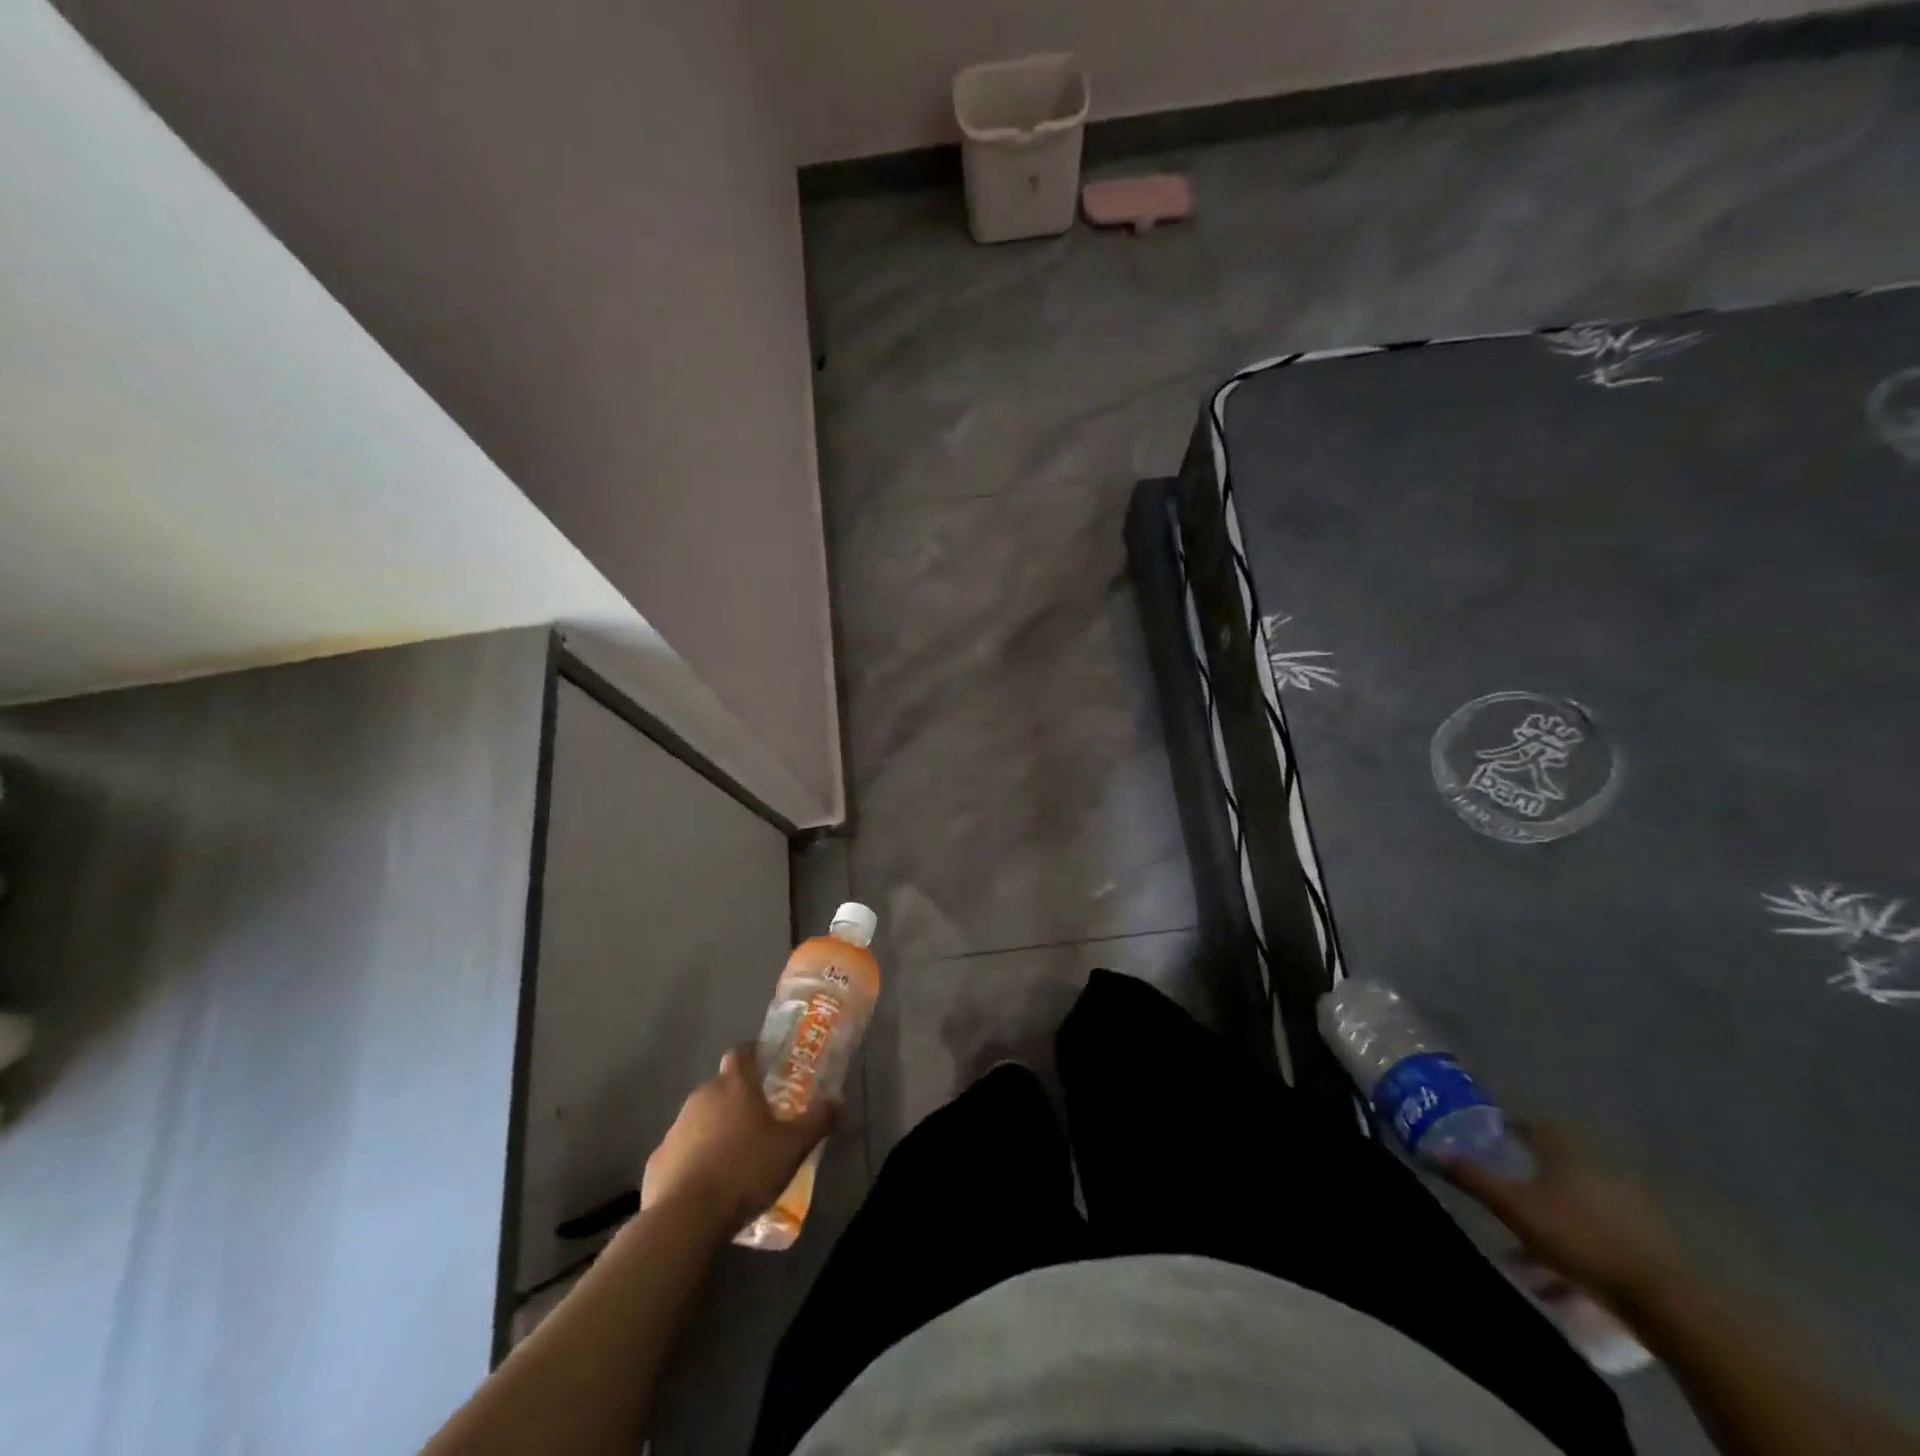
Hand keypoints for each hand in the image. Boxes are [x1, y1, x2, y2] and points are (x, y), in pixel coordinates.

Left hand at [641, 1045, 838, 1232]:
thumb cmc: (745, 1171)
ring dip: (715, 1130)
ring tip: (735, 1158)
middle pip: (721, 1087)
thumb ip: (817, 1121)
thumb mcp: (793, 1147)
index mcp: (735, 1086)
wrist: (685, 1219)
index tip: (766, 1066)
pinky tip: (708, 1185)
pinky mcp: (657, 1161)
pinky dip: (694, 1160)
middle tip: (759, 1122)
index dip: (753, 1055)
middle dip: (737, 1099)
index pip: (741, 1053)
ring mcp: (675, 1128)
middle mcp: (702, 1097)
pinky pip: (681, 1151)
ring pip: (700, 1119)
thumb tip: (838, 1099)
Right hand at [1445, 1121, 1680, 1309]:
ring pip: (1573, 1209)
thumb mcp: (1513, 1207)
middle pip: (1553, 1169)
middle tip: (1501, 1198)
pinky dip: (1573, 1253)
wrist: (1664, 1300)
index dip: (1510, 1129)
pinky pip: (1596, 1240)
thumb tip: (1431, 1150)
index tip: (1490, 1141)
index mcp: (1567, 1153)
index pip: (1534, 1126)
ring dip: (1547, 1226)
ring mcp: (1626, 1210)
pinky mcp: (1644, 1247)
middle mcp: (1598, 1171)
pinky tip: (1554, 1283)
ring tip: (1520, 1255)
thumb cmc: (1579, 1237)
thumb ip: (1472, 1178)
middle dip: (1525, 1184)